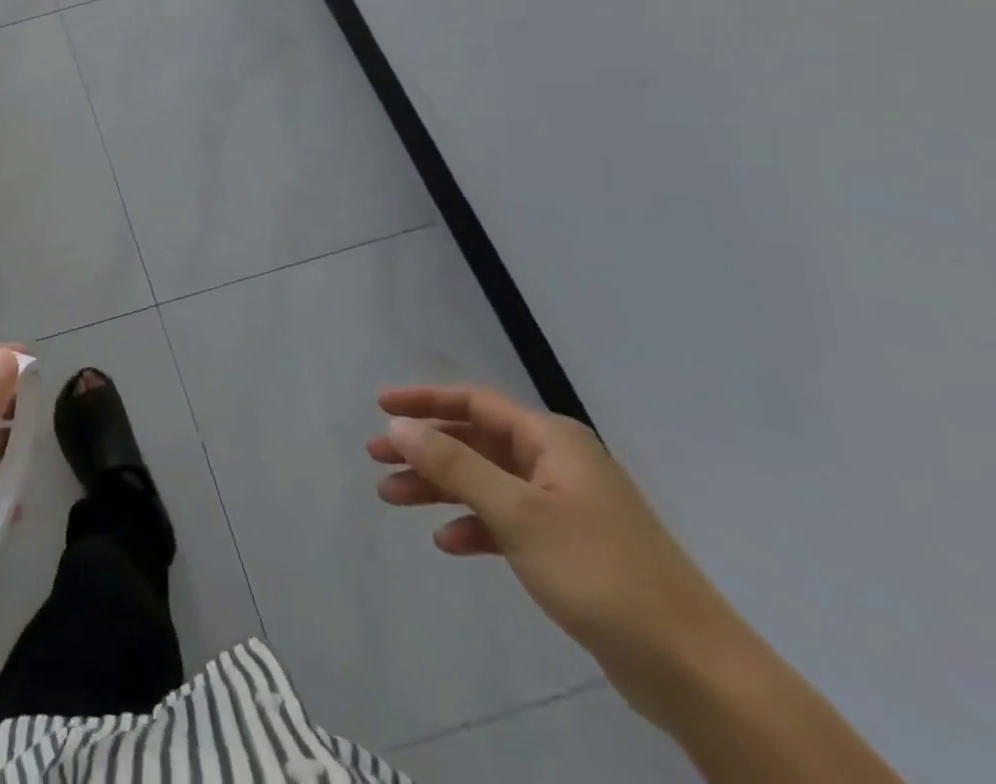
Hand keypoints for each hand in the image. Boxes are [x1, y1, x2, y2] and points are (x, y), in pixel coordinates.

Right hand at [369, 384, 746, 720]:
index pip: (474, 402)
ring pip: (485, 481)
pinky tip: (448, 543)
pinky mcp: (569, 548)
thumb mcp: (517, 513)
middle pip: (475, 441)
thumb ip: (454, 464)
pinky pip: (506, 521)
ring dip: (439, 487)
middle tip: (376, 457)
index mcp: (552, 441)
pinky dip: (473, 525)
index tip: (380, 406)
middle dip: (424, 448)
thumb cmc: (600, 573)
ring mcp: (565, 506)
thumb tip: (399, 425)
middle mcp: (557, 463)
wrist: (694, 671)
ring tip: (391, 497)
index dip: (424, 400)